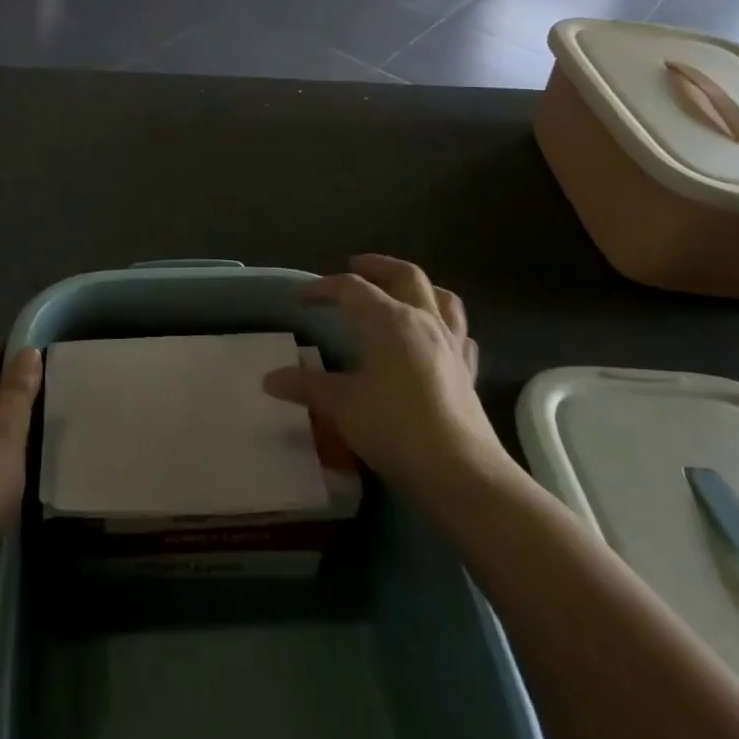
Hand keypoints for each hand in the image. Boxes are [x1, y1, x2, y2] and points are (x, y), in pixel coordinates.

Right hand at [262, 255, 514, 504]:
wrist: (461, 472)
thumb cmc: (395, 429)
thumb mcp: (342, 406)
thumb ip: (307, 387)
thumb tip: (270, 379)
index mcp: (390, 320)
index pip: (351, 288)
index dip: (323, 287)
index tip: (301, 298)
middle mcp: (423, 320)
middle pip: (404, 275)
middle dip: (377, 266)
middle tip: (355, 268)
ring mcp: (451, 344)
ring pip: (440, 296)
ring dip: (417, 286)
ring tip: (399, 291)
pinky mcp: (468, 370)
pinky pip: (459, 333)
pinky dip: (444, 324)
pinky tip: (435, 337)